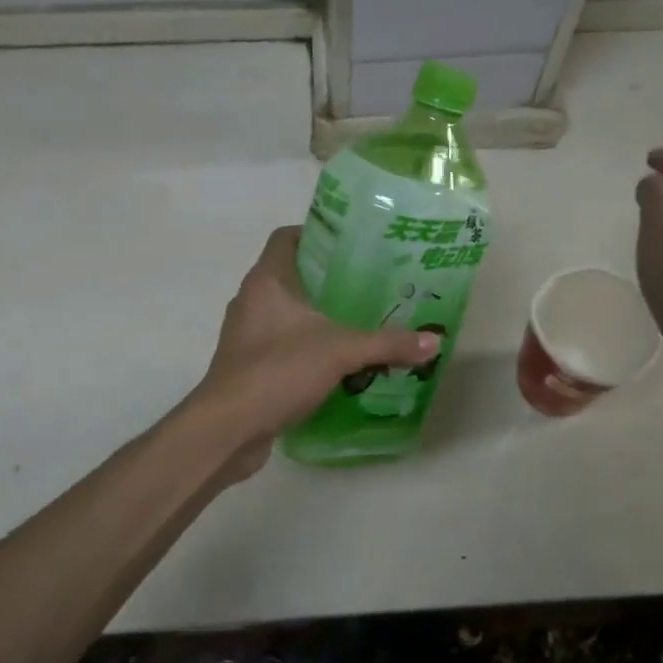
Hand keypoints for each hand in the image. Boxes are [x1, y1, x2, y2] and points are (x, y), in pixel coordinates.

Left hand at [195, 227, 438, 471]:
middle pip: (290, 275)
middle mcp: (251, 300)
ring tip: (357, 321)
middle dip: (327, 279)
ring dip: (316, 316)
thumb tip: (435, 342)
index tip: (351, 244)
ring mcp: (245, 334)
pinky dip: (306, 347)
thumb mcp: (341, 351)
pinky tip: (336, 362)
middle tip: (368, 283)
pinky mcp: (247, 365)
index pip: (286, 238)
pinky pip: (281, 344)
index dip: (316, 234)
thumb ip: (387, 344)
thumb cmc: (279, 370)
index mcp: (267, 281)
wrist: (228, 428)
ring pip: (286, 313)